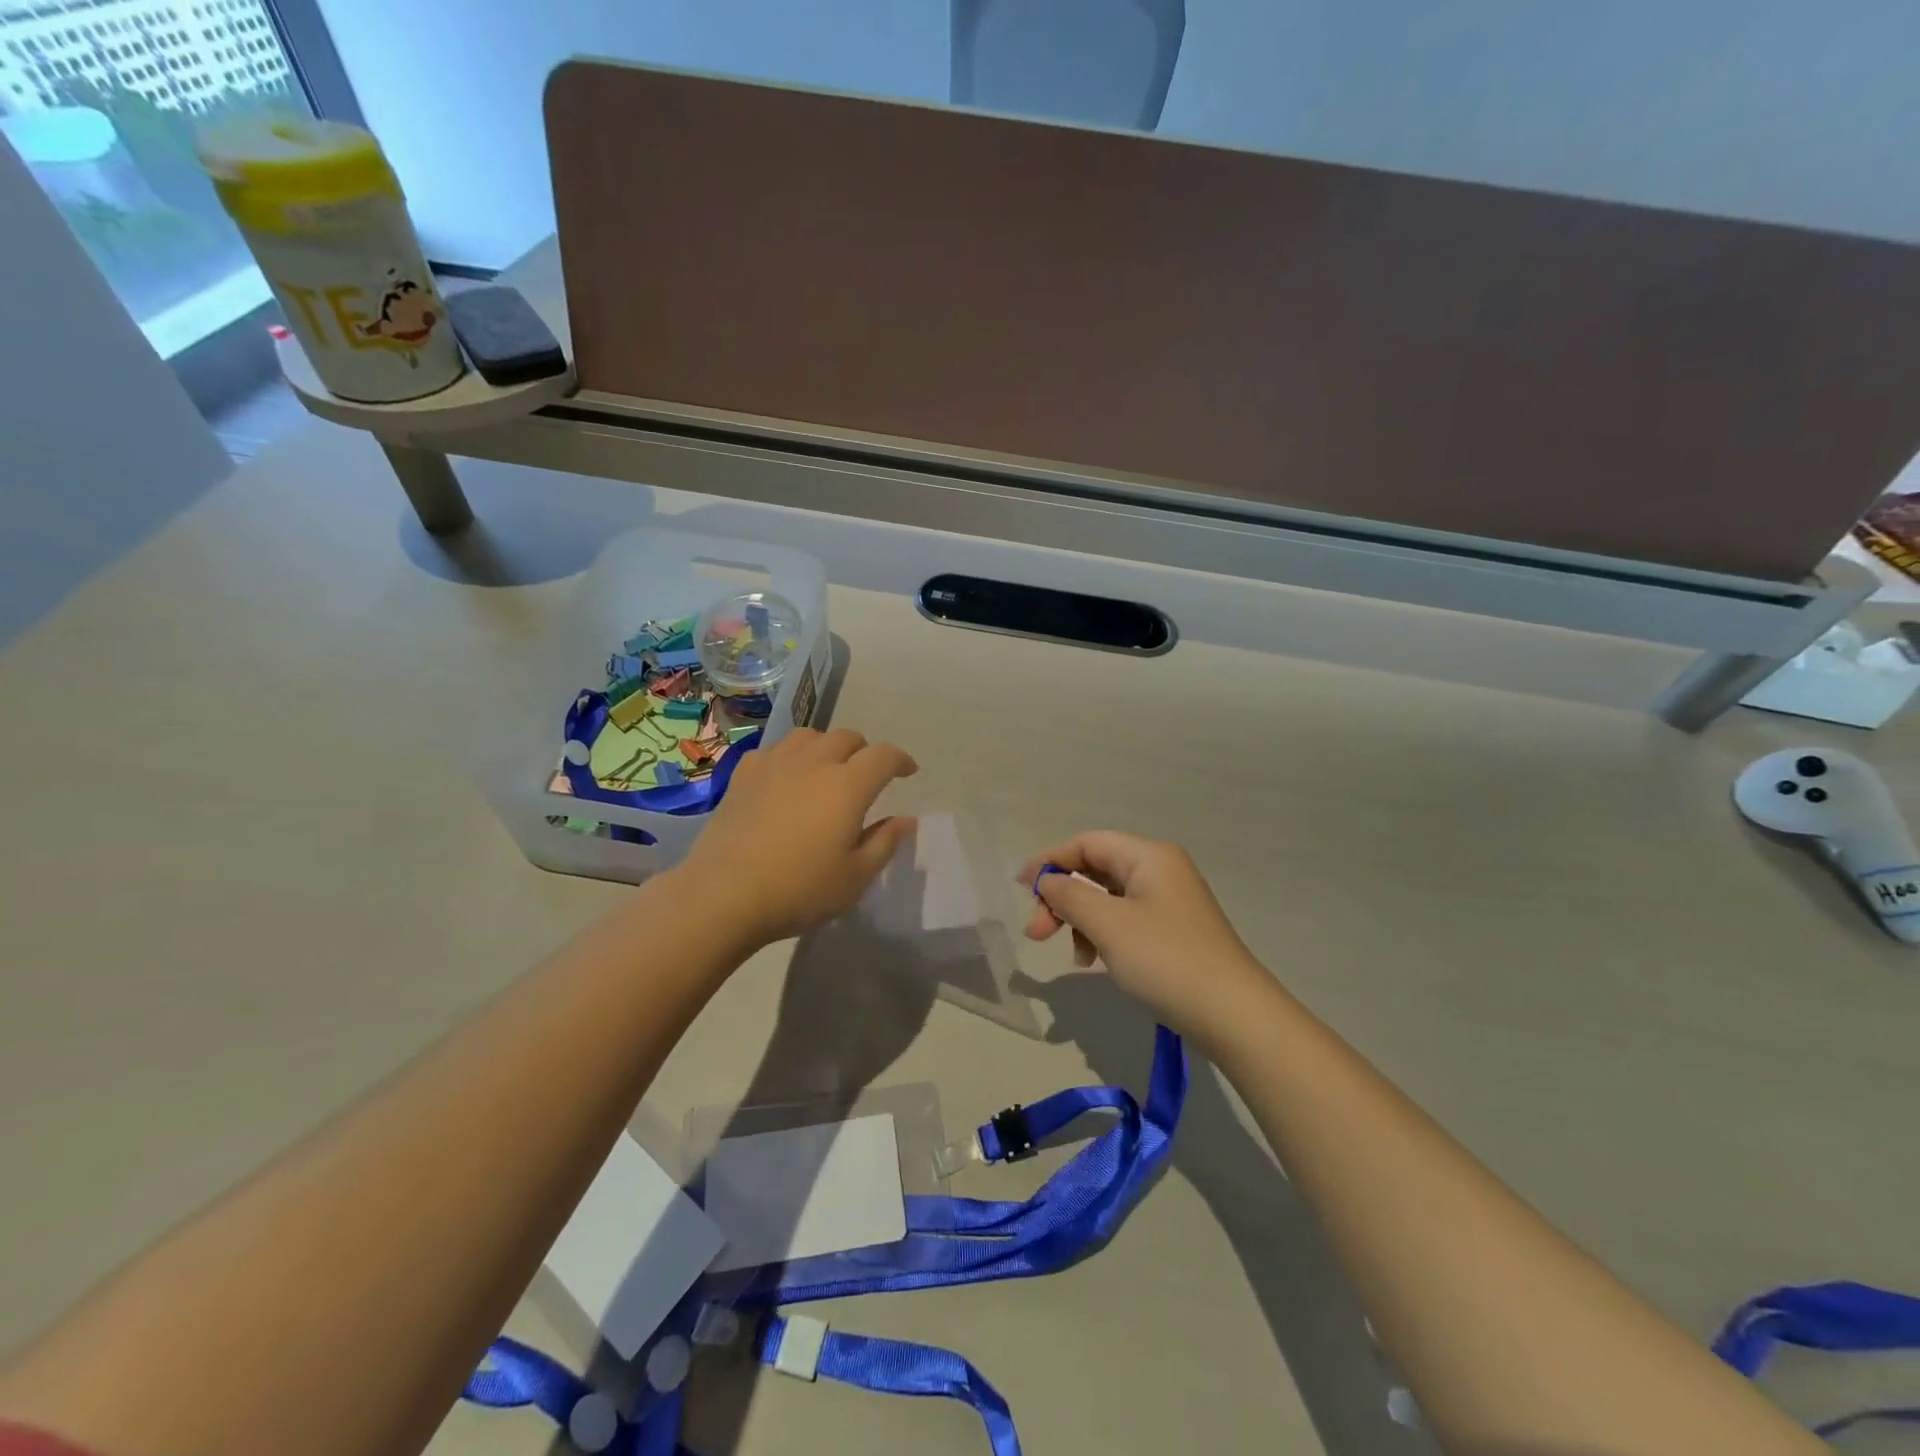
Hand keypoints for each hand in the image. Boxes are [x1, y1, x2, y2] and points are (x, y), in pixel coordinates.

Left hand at [677, 728, 917, 947]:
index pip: (884, 756)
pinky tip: (786, 778)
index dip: (901, 760)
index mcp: (848, 785)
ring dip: (826, 747)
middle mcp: (814, 762)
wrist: (724, 893)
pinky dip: (790, 757)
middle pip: (846, 737)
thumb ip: (884, 842)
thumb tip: (905, 820)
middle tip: (866, 775)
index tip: (908, 772)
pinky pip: (774, 751)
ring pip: (809, 736)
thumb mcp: (855, 876)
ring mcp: (775, 764)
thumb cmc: (800, 889)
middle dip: (864, 751)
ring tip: (826, 770)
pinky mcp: (743, 775)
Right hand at [1017, 831, 1271, 1041]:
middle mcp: (1160, 870)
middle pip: (1096, 869)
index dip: (1051, 861)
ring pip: (1108, 898)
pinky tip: (1096, 962)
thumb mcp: (1108, 925)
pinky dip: (1103, 936)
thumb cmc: (1166, 960)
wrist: (1234, 1015)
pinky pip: (1125, 920)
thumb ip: (1069, 895)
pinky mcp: (1172, 932)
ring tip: (1074, 957)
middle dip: (1062, 898)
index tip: (1022, 891)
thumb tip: (1048, 881)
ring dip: (1081, 920)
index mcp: (1149, 856)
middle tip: (1037, 934)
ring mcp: (1168, 902)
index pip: (1087, 843)